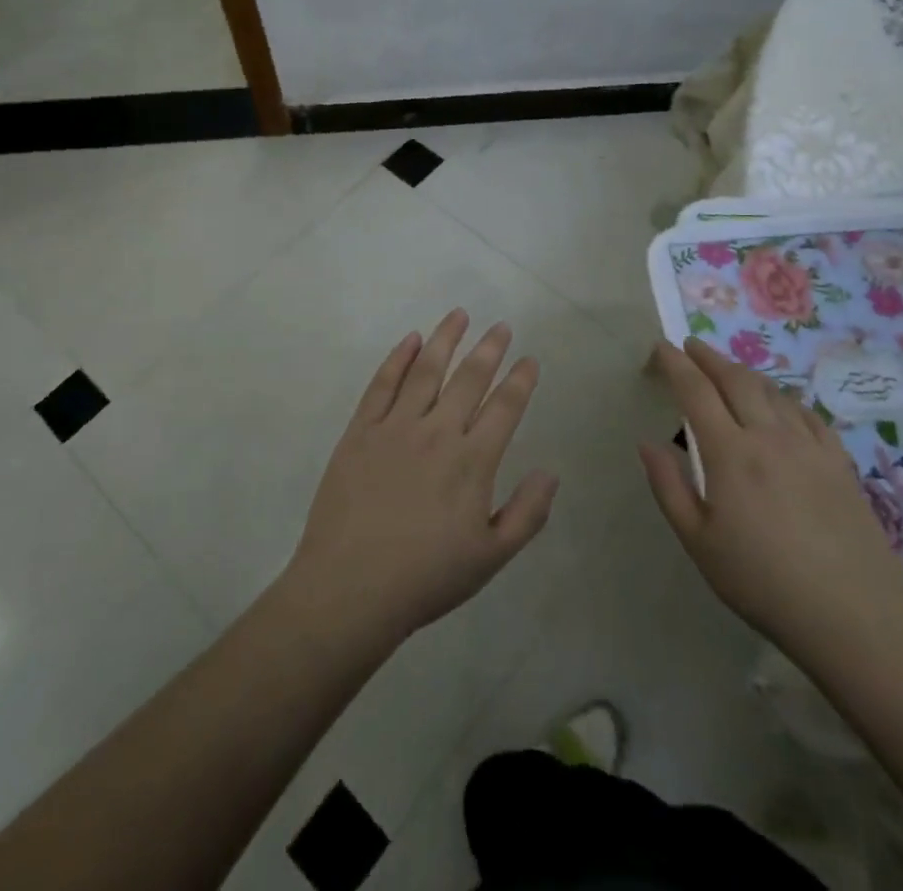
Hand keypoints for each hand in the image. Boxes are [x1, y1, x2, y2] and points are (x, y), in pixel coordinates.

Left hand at [283, 310, 558, 648]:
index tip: (529, 359)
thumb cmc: (426, 577)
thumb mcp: (490, 558)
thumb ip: (526, 514)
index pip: (504, 408)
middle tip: (501, 325)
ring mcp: (395, 427)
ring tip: (459, 314)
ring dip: (445, 339)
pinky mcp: (360, 431)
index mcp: (472, 461)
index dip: (520, 380)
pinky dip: (398, 358)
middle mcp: (437, 432)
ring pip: (426, 370)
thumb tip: (551, 472)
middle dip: (489, 349)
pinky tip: (410, 340)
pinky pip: (382, 384)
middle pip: (469, 378)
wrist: (351, 587)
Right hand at [640, 338, 902, 667]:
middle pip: (736, 380)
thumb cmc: (763, 582)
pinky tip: (781, 405)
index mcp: (730, 453)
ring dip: (744, 373)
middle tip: (691, 347)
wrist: (854, 617)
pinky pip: (806, 414)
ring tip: (729, 371)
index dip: (675, 364)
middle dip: (709, 357)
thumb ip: (669, 487)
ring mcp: (809, 447)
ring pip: (772, 391)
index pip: (696, 391)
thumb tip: (647, 443)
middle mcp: (769, 437)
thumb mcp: (699, 542)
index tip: (661, 347)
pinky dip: (784, 398)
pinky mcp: (839, 463)